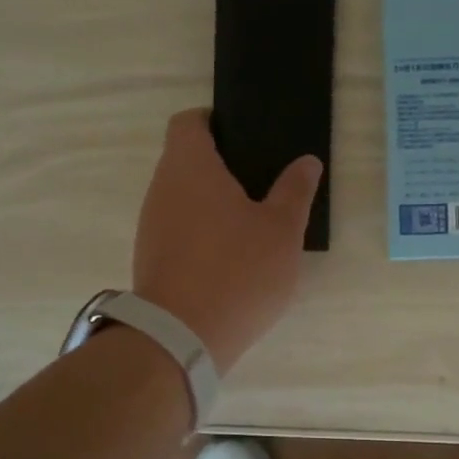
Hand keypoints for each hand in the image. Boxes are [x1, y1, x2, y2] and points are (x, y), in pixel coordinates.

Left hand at [132, 109, 322, 373]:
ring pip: (181, 195)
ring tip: (251, 220)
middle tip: (263, 181)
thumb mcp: (282, 230)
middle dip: (221, 164)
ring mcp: (151, 224)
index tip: (245, 137)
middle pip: (185, 158)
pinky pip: (177, 226)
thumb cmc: (237, 271)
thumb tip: (306, 161)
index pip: (188, 121)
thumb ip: (295, 190)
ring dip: (211, 200)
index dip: (214, 120)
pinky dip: (201, 229)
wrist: (181, 338)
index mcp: (190, 167)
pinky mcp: (151, 256)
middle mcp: (162, 187)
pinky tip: (230, 254)